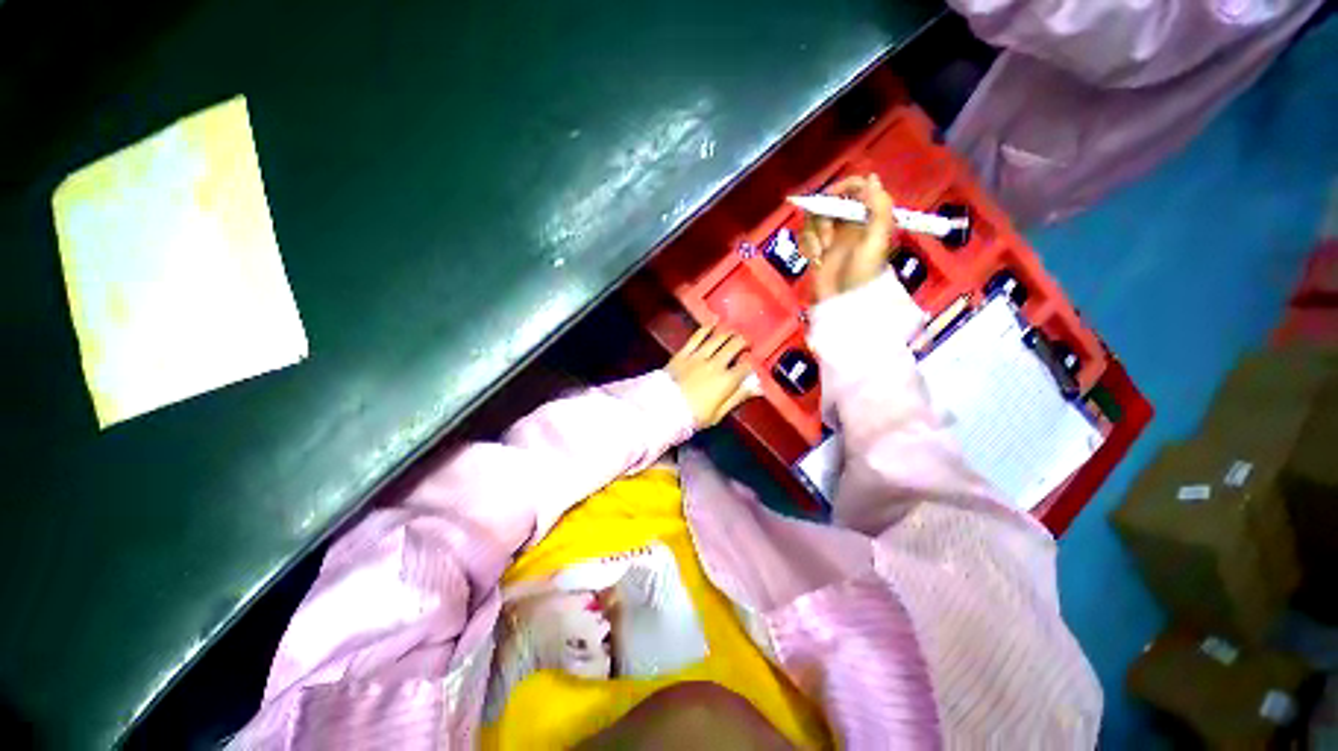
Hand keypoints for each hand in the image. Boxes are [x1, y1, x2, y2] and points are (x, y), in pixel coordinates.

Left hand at [665, 325, 757, 428]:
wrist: (663, 410)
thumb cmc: (693, 416)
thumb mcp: (719, 413)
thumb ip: (738, 397)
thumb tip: (758, 387)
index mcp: (727, 381)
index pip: (746, 366)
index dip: (751, 364)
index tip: (751, 365)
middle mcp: (715, 364)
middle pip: (735, 345)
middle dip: (744, 342)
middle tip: (746, 344)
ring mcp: (698, 356)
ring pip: (718, 337)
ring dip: (729, 333)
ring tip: (734, 332)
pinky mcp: (683, 353)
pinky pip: (697, 336)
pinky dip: (706, 328)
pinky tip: (713, 324)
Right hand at [799, 174, 894, 300]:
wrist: (845, 300)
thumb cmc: (863, 271)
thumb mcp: (876, 239)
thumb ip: (878, 208)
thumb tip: (872, 177)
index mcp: (867, 216)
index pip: (855, 187)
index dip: (841, 187)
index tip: (830, 198)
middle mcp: (848, 222)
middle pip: (828, 202)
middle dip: (822, 219)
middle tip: (827, 240)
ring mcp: (831, 235)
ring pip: (813, 219)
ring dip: (813, 235)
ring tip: (820, 253)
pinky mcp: (817, 249)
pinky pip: (805, 237)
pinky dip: (807, 246)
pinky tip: (814, 260)